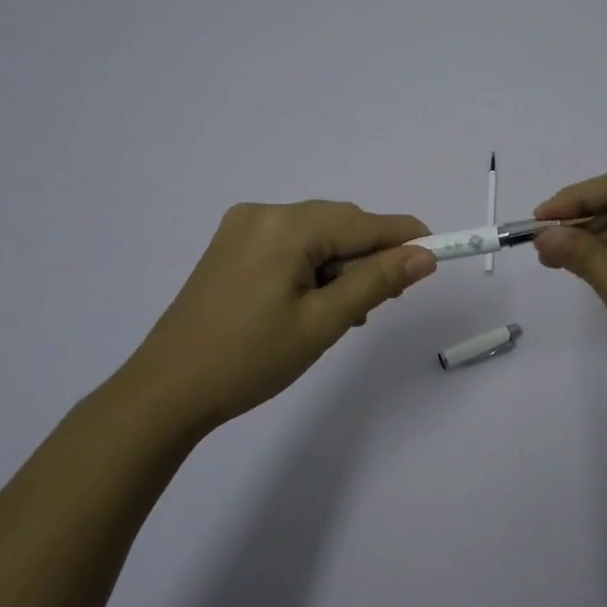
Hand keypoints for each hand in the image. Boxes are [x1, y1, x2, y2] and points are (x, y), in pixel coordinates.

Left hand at [102, 201, 436, 439]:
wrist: (166, 392)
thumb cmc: (250, 359)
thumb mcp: (323, 322)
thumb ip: (377, 281)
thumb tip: (424, 255)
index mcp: (285, 226)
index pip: (363, 223)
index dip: (405, 236)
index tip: (440, 251)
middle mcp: (263, 213)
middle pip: (339, 224)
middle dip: (369, 257)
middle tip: (384, 302)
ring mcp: (242, 229)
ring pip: (315, 236)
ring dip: (341, 265)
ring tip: (347, 313)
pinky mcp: (231, 248)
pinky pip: (290, 245)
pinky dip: (313, 267)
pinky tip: (316, 302)